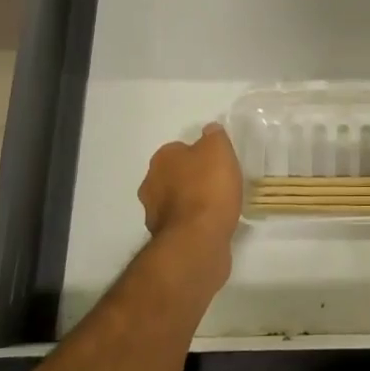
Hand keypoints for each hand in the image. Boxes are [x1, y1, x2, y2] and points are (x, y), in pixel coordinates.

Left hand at [139, 123, 243, 274]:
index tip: (217, 163)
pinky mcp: (164, 239)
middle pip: (174, 175)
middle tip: (217, 183)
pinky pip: (182, 223)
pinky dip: (193, 223)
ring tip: (217, 206)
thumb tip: (209, 130)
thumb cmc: (208, 188)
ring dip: (190, 202)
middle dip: (191, 178)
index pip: (179, 149)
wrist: (198, 240)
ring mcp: (154, 214)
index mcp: (162, 159)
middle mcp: (151, 184)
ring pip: (175, 200)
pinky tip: (211, 225)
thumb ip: (214, 136)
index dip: (199, 154)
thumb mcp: (219, 149)